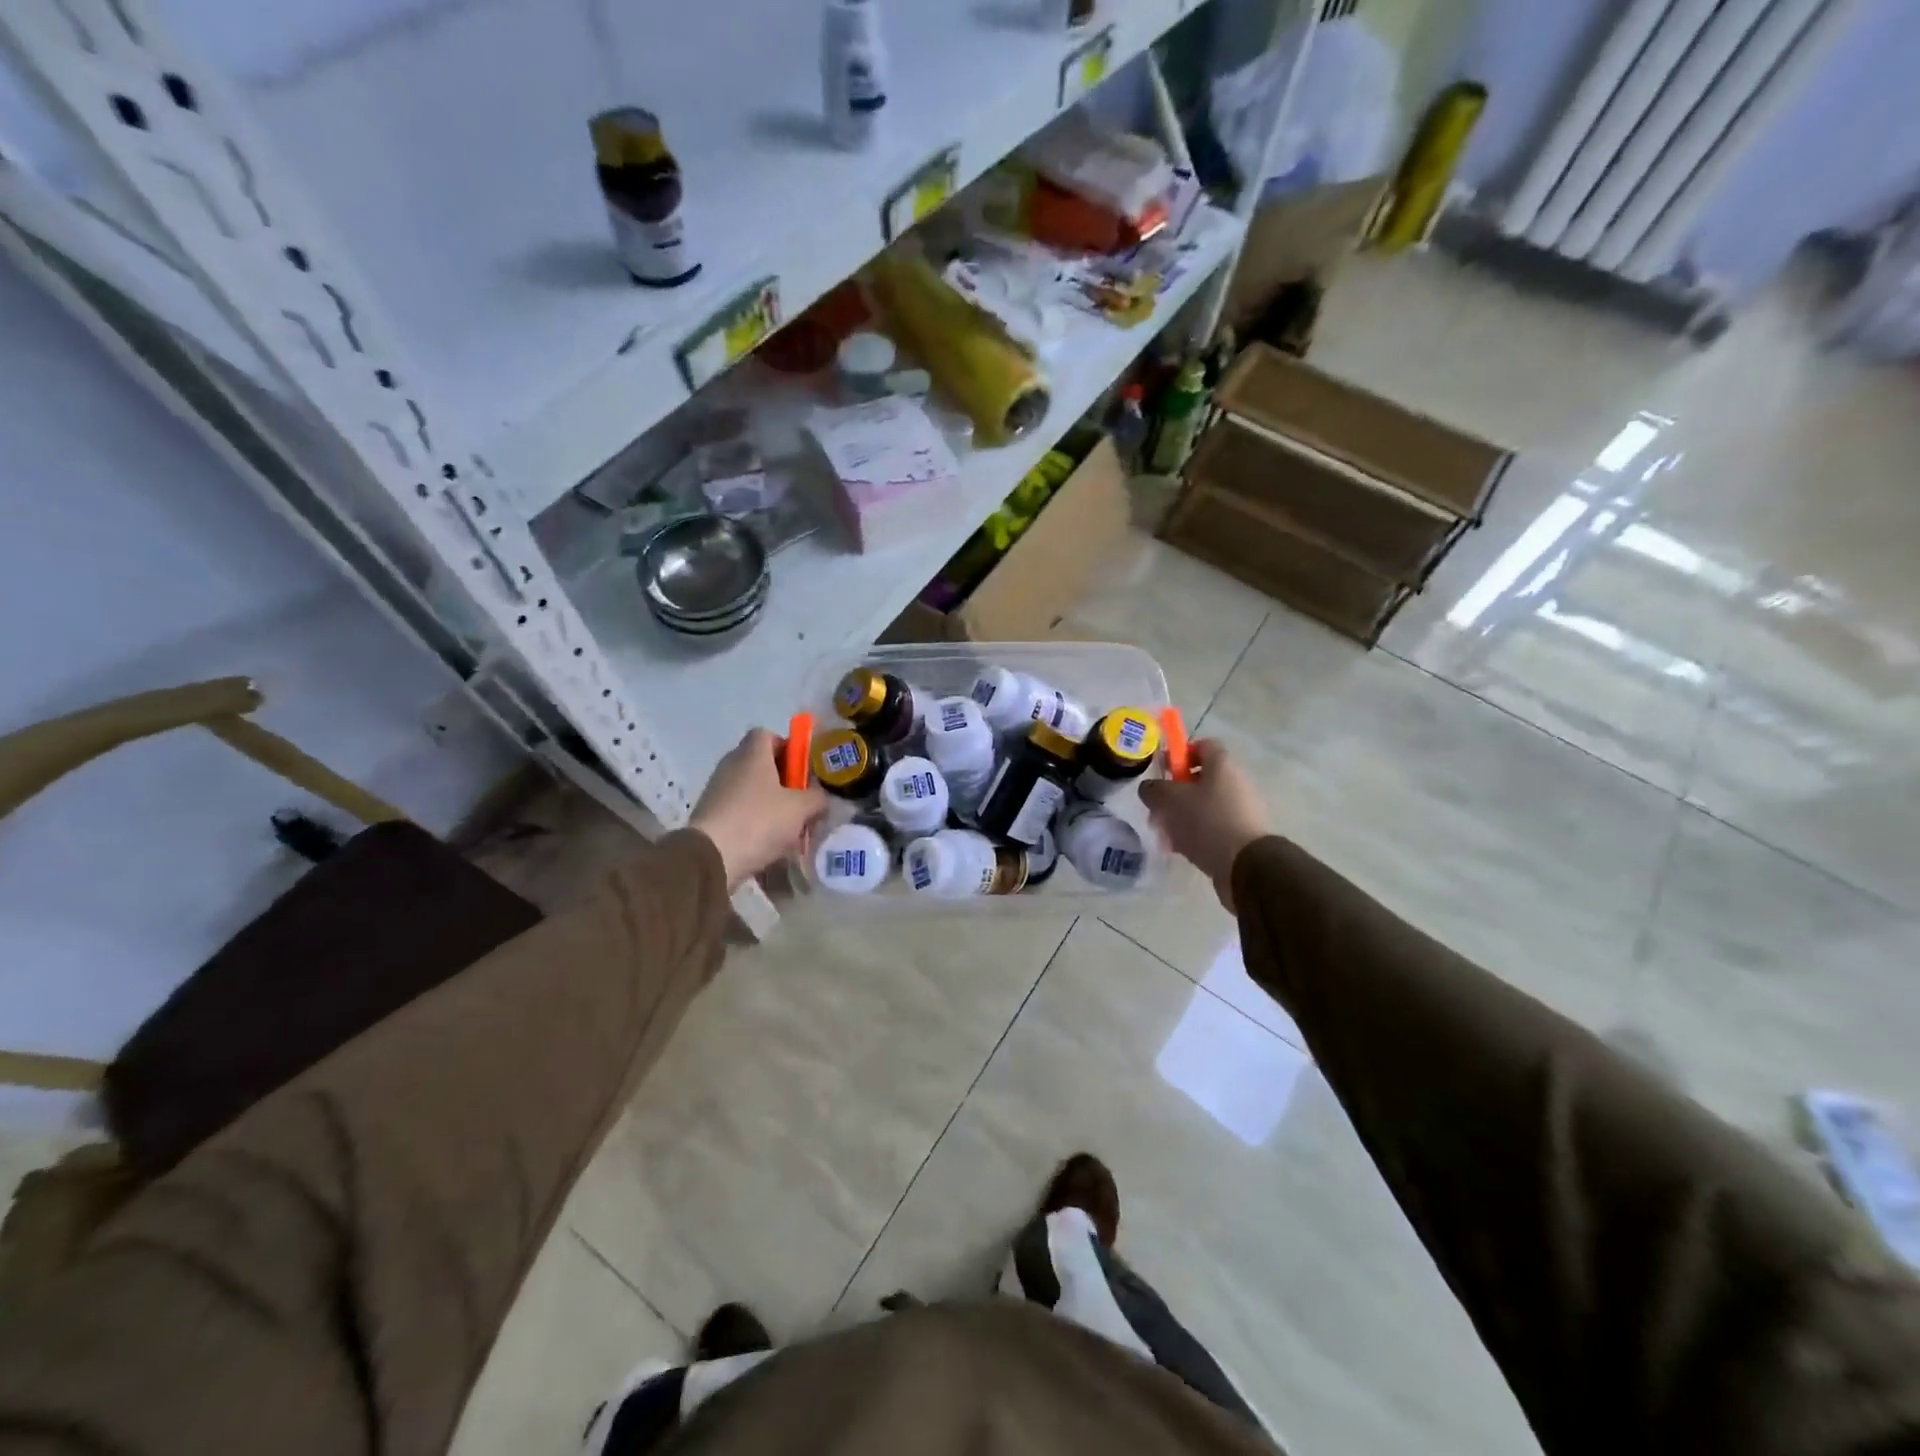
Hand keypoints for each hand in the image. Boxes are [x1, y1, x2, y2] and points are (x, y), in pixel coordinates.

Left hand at [689, 729, 828, 890]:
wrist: (710, 858)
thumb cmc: (759, 821)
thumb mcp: (801, 809)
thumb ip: (817, 798)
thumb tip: (819, 798)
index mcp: (752, 754)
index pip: (767, 734)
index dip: (787, 747)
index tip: (801, 770)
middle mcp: (731, 765)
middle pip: (760, 763)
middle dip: (783, 781)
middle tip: (801, 801)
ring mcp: (717, 790)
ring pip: (751, 789)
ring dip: (770, 804)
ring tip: (788, 828)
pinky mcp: (710, 814)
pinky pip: (739, 810)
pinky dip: (754, 821)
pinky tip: (767, 842)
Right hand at [1137, 739, 1269, 911]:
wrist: (1246, 865)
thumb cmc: (1206, 821)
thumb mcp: (1168, 800)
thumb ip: (1153, 789)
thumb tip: (1150, 789)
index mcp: (1222, 764)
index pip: (1201, 745)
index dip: (1179, 753)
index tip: (1162, 771)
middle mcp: (1236, 781)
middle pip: (1200, 779)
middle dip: (1175, 793)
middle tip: (1158, 809)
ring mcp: (1242, 809)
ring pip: (1204, 805)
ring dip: (1182, 817)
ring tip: (1166, 835)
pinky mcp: (1243, 834)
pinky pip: (1213, 827)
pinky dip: (1196, 835)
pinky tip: (1181, 850)